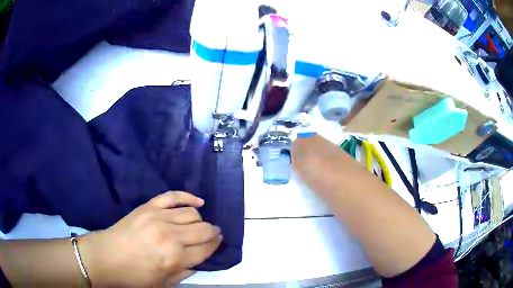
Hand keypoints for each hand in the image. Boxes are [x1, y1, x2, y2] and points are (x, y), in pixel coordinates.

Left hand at [79, 191, 221, 286]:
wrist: (106, 257)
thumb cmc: (135, 277)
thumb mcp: (163, 284)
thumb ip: (185, 273)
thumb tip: (198, 260)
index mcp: (175, 258)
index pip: (206, 249)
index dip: (215, 246)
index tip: (218, 242)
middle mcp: (171, 236)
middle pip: (203, 230)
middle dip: (213, 233)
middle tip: (214, 234)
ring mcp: (159, 217)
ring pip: (192, 214)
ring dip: (201, 220)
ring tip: (199, 225)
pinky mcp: (149, 206)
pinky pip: (173, 196)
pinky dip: (188, 196)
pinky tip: (199, 201)